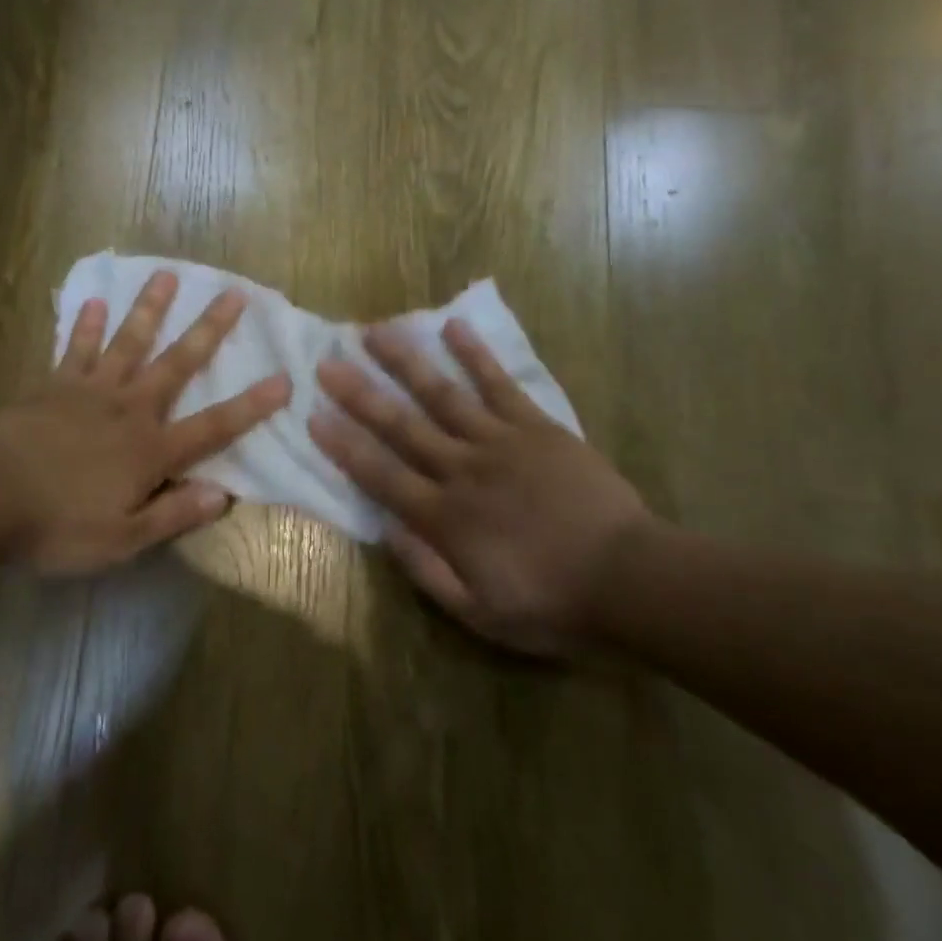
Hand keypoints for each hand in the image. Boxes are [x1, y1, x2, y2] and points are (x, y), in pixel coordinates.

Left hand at [0, 270, 290, 574]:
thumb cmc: (58, 523)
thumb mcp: (123, 538)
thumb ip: (174, 513)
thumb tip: (224, 495)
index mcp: (151, 449)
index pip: (214, 426)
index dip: (252, 406)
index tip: (284, 378)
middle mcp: (131, 409)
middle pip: (178, 363)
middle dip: (209, 329)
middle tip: (234, 293)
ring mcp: (92, 391)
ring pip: (130, 342)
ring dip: (151, 308)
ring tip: (167, 274)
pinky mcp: (55, 384)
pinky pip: (77, 349)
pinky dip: (87, 326)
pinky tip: (95, 300)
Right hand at [310, 319, 652, 655]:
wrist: (627, 577)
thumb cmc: (551, 601)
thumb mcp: (481, 613)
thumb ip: (427, 571)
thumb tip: (386, 530)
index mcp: (446, 518)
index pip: (382, 475)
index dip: (345, 446)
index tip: (314, 416)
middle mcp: (463, 469)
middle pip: (403, 425)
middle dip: (361, 393)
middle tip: (329, 362)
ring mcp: (500, 441)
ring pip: (443, 394)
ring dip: (407, 361)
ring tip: (377, 331)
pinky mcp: (535, 426)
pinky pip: (500, 384)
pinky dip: (476, 355)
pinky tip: (454, 326)